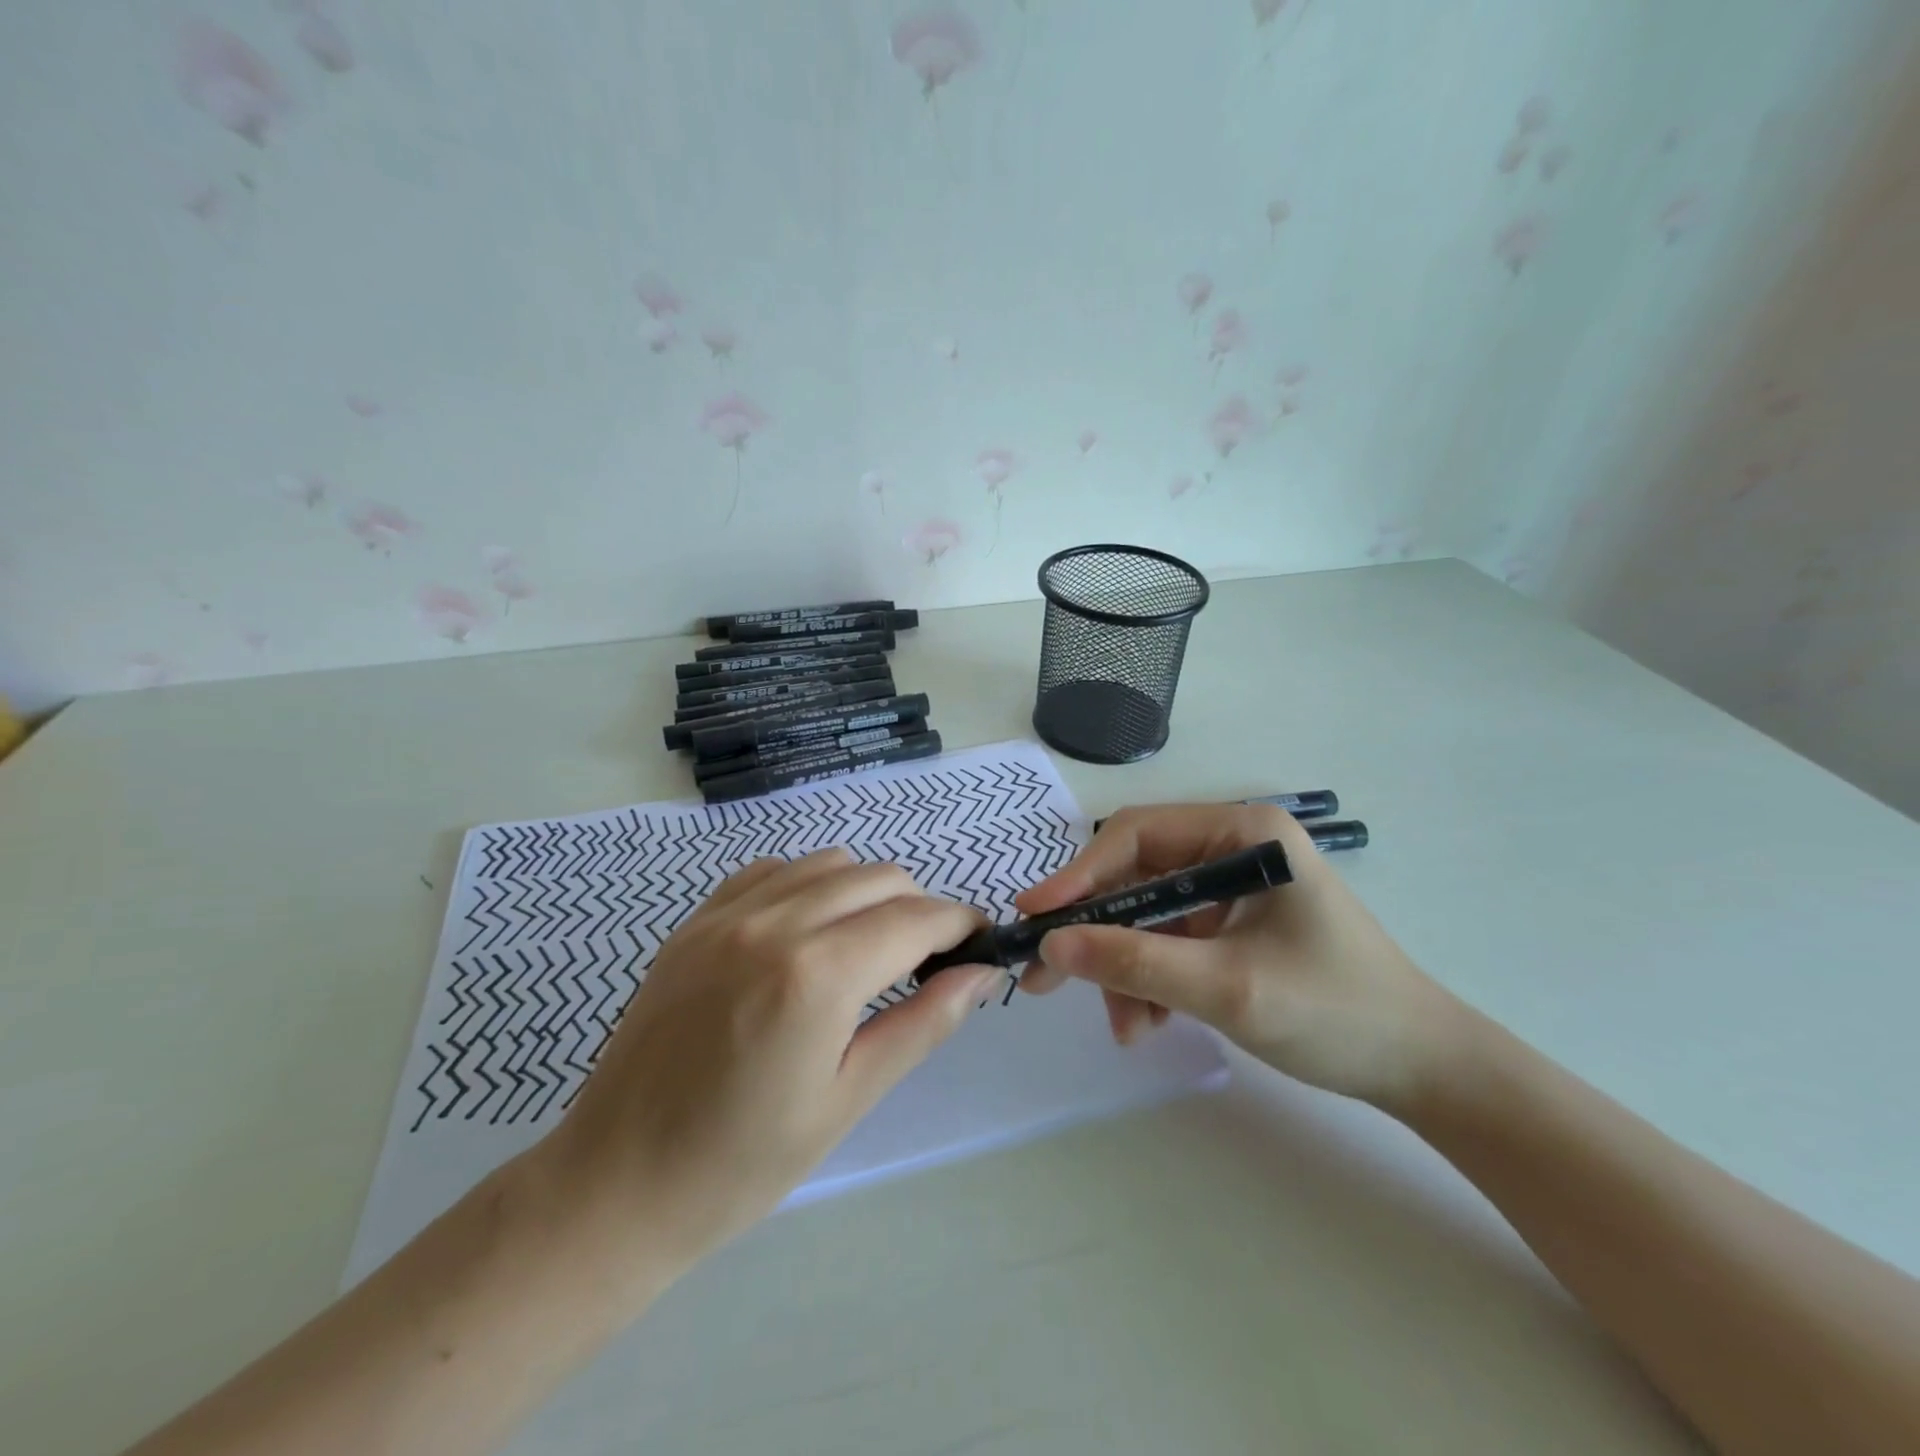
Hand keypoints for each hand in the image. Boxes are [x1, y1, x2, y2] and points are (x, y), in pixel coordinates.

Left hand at [545, 849, 997, 1284]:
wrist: (616, 1184)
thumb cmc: (742, 1163)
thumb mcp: (849, 1098)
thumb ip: (924, 1023)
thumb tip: (981, 975)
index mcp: (817, 974)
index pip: (916, 919)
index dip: (959, 924)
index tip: (979, 943)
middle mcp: (774, 922)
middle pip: (880, 878)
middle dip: (920, 909)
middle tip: (925, 961)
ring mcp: (727, 914)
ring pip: (830, 863)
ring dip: (867, 892)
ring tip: (867, 946)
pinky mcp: (695, 920)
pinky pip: (773, 871)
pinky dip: (809, 886)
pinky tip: (806, 932)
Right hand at [1016, 804, 1461, 1108]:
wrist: (1422, 1070)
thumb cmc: (1336, 1012)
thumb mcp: (1226, 987)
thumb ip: (1134, 962)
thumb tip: (1051, 948)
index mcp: (1242, 833)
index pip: (1138, 836)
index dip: (1080, 875)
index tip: (1035, 917)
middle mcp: (1231, 848)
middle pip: (1135, 877)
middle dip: (1097, 932)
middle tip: (1046, 978)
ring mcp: (1230, 887)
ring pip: (1146, 916)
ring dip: (1125, 968)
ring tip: (1127, 1027)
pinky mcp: (1230, 924)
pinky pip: (1168, 941)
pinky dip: (1150, 979)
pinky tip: (1151, 1022)